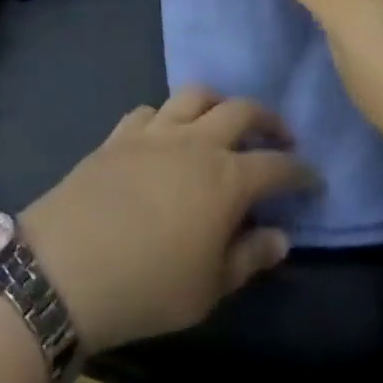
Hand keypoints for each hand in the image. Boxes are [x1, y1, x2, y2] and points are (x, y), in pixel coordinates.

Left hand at [20, 88, 316, 353]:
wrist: (69, 264)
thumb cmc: (149, 286)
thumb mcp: (209, 288)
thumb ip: (249, 257)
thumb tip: (281, 235)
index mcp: (226, 178)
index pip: (276, 166)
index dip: (300, 171)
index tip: (313, 178)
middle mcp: (196, 141)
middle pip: (241, 110)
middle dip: (268, 119)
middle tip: (280, 135)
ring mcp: (156, 130)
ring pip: (196, 94)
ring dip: (218, 102)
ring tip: (223, 120)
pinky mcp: (122, 132)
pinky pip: (152, 109)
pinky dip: (168, 115)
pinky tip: (166, 133)